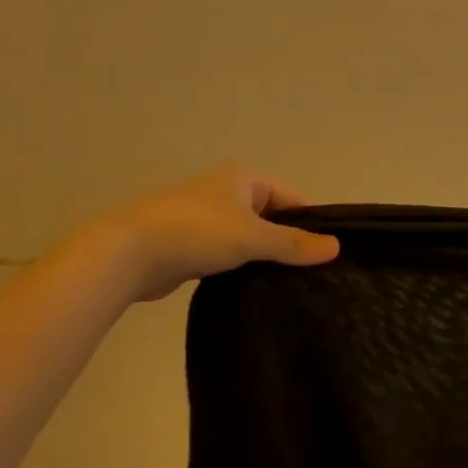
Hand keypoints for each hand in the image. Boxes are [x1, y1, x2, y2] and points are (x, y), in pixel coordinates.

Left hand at [108, 163, 340, 301]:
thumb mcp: (252, 237)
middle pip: (272, 218)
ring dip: (264, 257)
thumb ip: (293, 243)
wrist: (130, 253)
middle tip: (314, 275)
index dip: (311, 222)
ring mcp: (208, 219)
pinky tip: (257, 289)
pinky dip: (243, 267)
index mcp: (244, 178)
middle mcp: (227, 192)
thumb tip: (336, 247)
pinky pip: (230, 254)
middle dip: (289, 242)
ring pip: (250, 238)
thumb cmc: (196, 232)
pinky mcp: (194, 245)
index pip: (291, 198)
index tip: (329, 254)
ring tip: (292, 286)